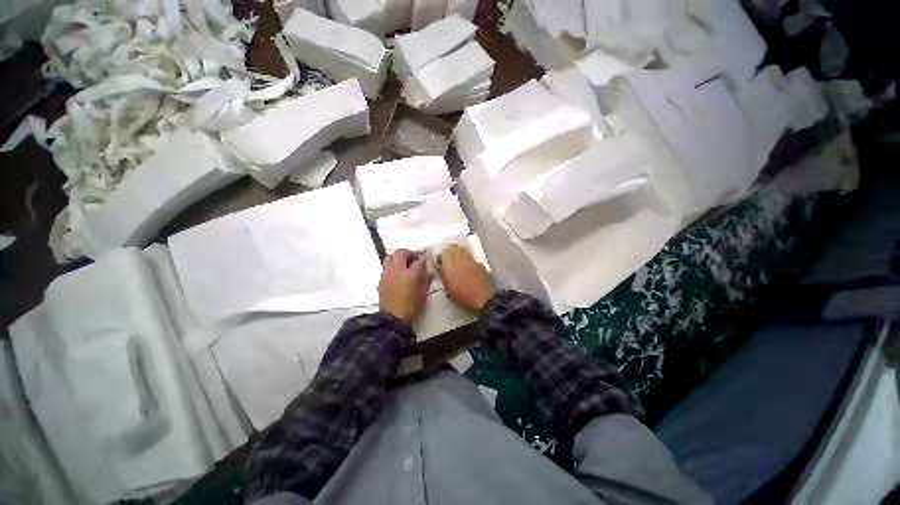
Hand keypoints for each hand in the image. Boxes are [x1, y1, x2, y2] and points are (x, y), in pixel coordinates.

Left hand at [379, 250, 429, 323]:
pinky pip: (386, 267)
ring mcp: (387, 274)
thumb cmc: (410, 306)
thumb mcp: (423, 294)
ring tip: (403, 262)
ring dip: (397, 257)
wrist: (393, 318)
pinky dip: (392, 266)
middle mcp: (397, 270)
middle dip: (408, 253)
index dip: (423, 257)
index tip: (425, 258)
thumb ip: (426, 280)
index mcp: (410, 274)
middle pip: (400, 253)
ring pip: (389, 257)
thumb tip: (428, 273)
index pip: (418, 260)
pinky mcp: (381, 279)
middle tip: (413, 257)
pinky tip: (396, 273)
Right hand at [437, 244, 493, 311]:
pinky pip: (471, 257)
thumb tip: (441, 268)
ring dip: (459, 253)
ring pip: (463, 249)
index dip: (441, 256)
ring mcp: (471, 260)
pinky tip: (468, 268)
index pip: (444, 252)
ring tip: (458, 262)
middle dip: (450, 251)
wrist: (483, 299)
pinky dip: (467, 260)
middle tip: (448, 259)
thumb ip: (443, 276)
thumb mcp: (447, 290)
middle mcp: (461, 260)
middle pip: (453, 247)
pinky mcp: (480, 264)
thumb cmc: (462, 297)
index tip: (440, 262)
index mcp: (450, 266)